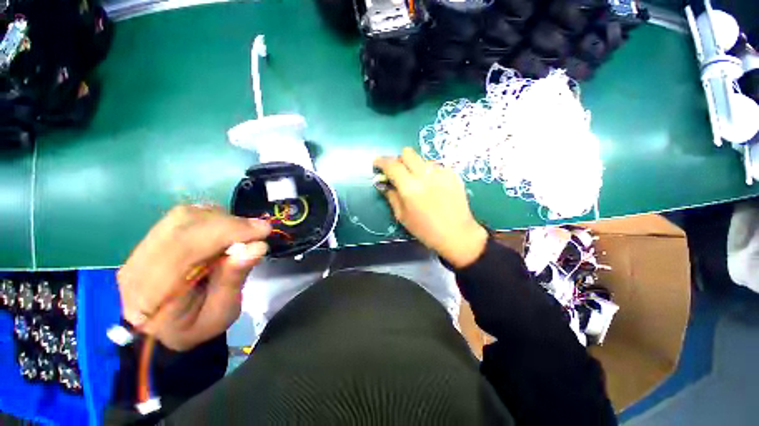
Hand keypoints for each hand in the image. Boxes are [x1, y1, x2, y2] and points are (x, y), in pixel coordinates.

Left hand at [117, 205, 270, 350]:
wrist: (160, 332)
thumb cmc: (194, 327)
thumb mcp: (221, 313)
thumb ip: (234, 279)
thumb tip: (257, 246)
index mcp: (152, 293)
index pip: (188, 246)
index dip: (230, 232)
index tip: (264, 231)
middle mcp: (139, 263)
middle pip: (185, 223)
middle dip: (230, 223)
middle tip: (258, 231)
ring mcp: (140, 248)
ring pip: (185, 215)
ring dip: (222, 219)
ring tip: (241, 233)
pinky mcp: (150, 239)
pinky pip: (183, 216)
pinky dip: (211, 218)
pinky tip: (223, 231)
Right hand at [374, 147, 487, 268]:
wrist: (457, 234)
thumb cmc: (426, 229)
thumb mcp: (402, 216)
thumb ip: (391, 196)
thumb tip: (384, 184)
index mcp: (410, 188)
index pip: (392, 166)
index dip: (382, 161)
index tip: (377, 162)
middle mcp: (425, 175)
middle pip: (408, 153)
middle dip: (399, 160)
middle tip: (398, 172)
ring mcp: (441, 172)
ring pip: (422, 159)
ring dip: (416, 167)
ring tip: (419, 182)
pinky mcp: (453, 174)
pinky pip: (436, 166)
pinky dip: (429, 173)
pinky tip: (433, 187)